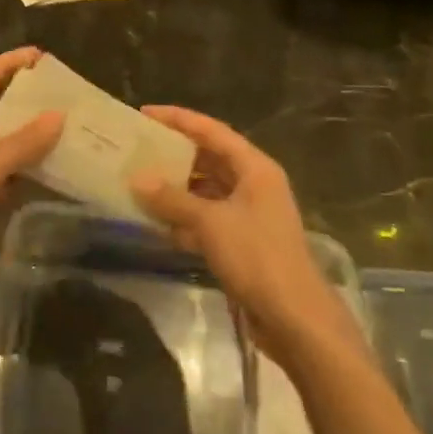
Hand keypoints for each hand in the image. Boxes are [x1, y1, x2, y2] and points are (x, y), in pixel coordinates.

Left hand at [0, 47, 61, 342]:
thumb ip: (19, 143)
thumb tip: (59, 115)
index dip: (2, 67)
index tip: (37, 56)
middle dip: (24, 98)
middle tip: (63, 86)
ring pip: (8, 143)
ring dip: (35, 132)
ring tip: (72, 117)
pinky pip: (17, 174)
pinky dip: (38, 165)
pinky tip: (66, 158)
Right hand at [131, 106, 361, 365]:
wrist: (295, 320)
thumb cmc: (257, 258)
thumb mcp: (211, 223)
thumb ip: (173, 199)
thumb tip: (137, 179)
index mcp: (255, 168)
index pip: (212, 131)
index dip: (179, 119)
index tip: (146, 113)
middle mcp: (255, 185)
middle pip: (210, 159)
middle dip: (175, 154)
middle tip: (139, 148)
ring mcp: (250, 215)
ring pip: (207, 191)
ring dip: (177, 189)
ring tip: (141, 183)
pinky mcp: (244, 243)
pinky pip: (208, 219)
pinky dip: (186, 218)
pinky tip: (158, 223)